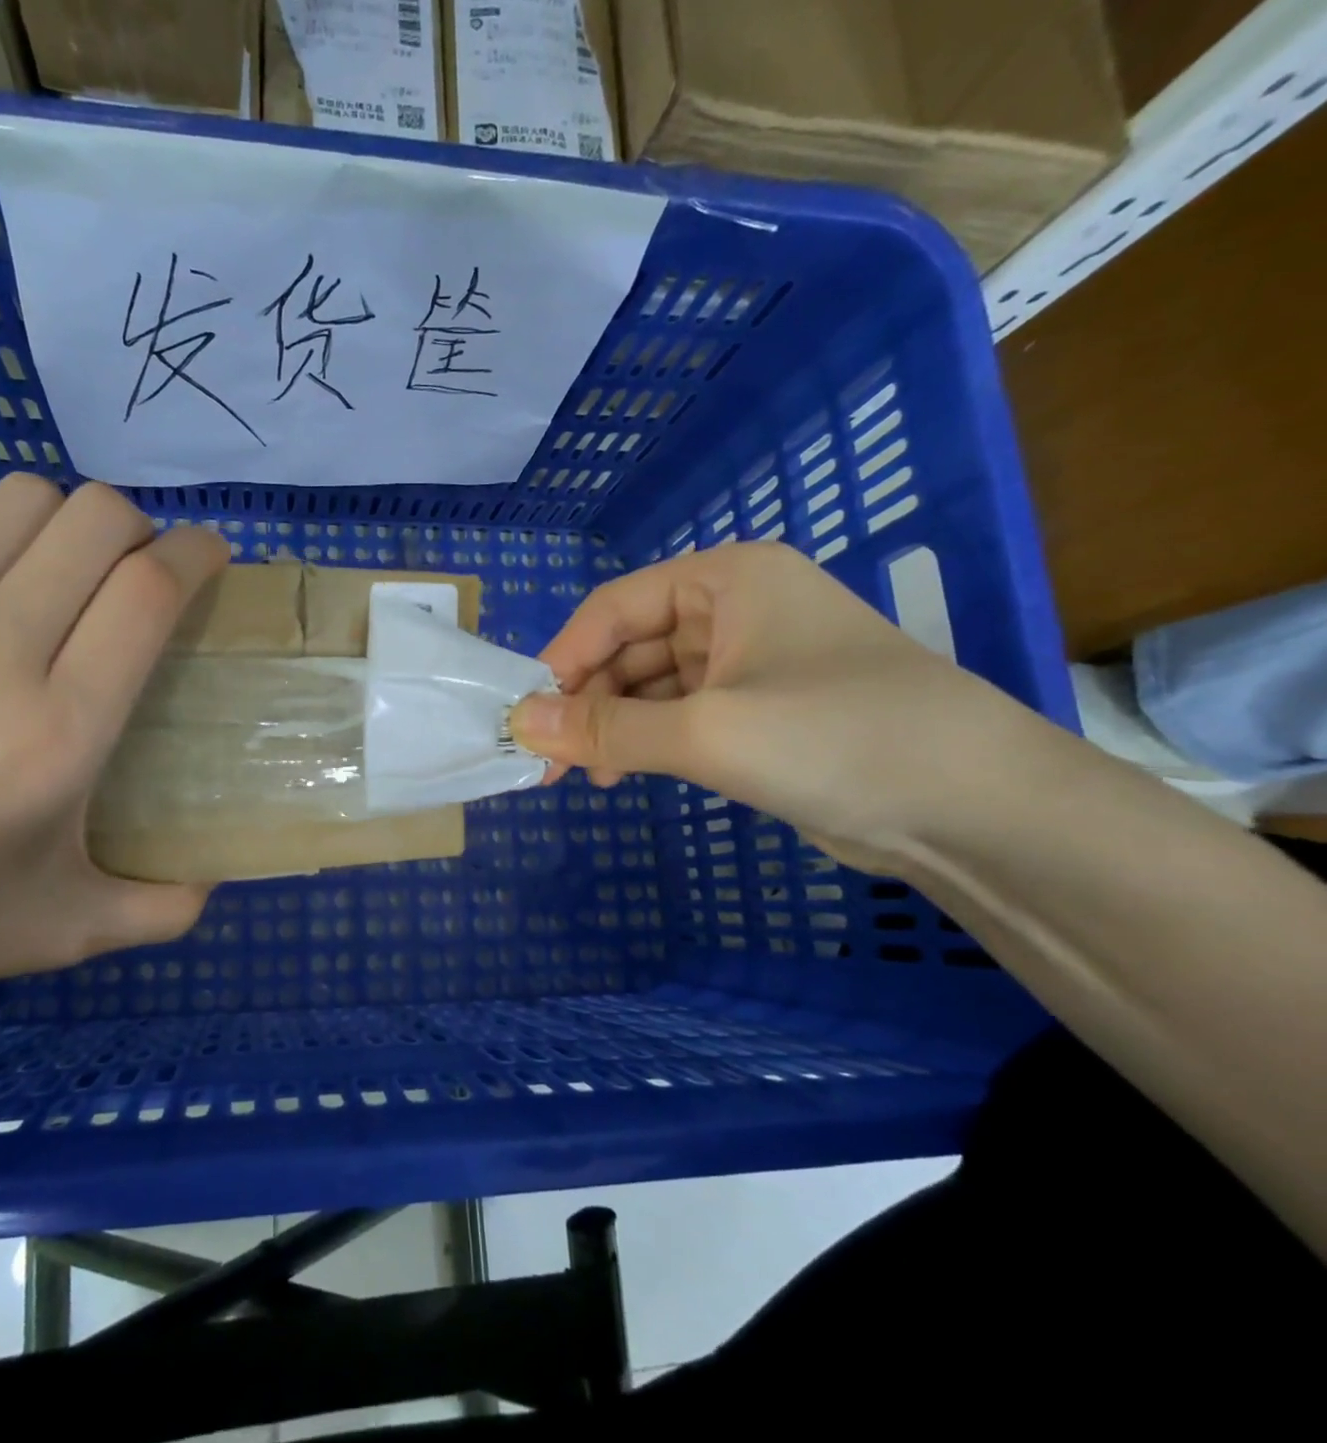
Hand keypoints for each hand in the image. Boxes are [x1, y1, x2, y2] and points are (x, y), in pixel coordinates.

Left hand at [0, 474, 228, 997]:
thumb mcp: (66, 932)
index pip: (149, 591)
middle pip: (97, 519)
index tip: (209, 558)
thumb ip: (163, 909)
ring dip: (64, 524)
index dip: (196, 554)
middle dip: (141, 528)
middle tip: (137, 573)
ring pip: (22, 499)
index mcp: (59, 732)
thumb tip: (218, 872)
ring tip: (57, 573)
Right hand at [509, 542, 1042, 871]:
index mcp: (727, 579)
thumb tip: (520, 725)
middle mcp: (737, 609)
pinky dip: (647, 740)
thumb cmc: (836, 739)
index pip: (615, 607)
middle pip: (630, 645)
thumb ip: (606, 728)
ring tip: (587, 777)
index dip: (564, 657)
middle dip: (588, 700)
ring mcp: (752, 662)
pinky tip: (625, 774)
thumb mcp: (708, 732)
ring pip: (652, 684)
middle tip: (551, 761)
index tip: (528, 715)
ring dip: (613, 725)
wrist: (975, 810)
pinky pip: (681, 714)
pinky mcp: (762, 711)